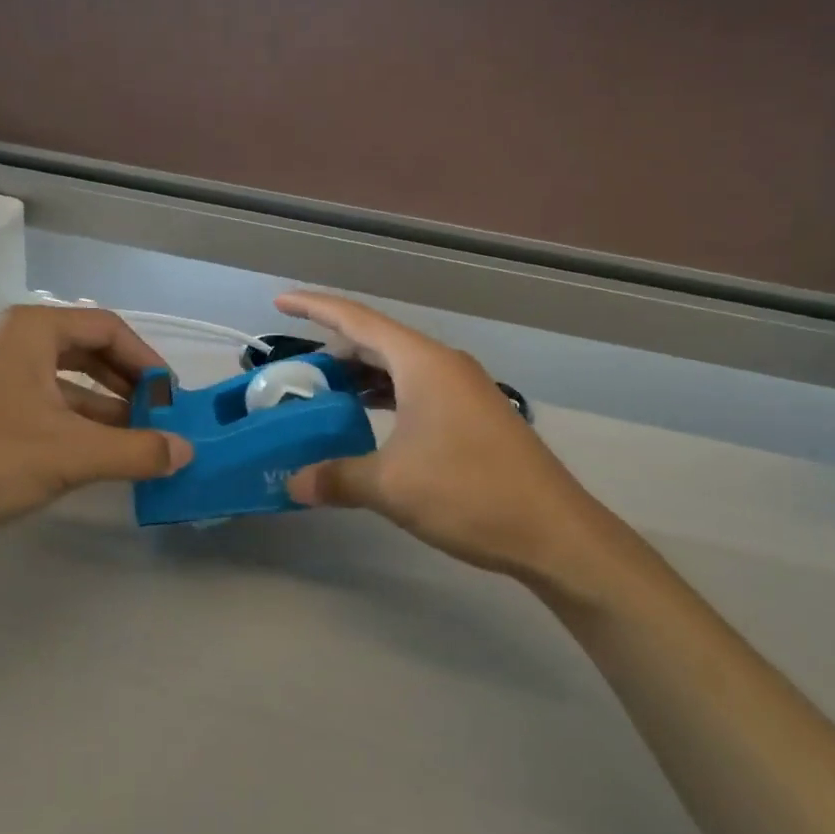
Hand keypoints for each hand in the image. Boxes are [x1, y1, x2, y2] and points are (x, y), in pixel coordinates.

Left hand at [0, 306, 190, 555]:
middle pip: (84, 349)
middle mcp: (6, 336)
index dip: (147, 361)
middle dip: (124, 385)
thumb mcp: (71, 456)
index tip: (171, 397)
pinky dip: (66, 418)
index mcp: (30, 329)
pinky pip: (33, 396)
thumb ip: (136, 450)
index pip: (107, 328)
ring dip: (98, 406)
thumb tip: (186, 451)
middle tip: (155, 418)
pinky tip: (85, 451)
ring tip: (130, 441)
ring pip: (58, 377)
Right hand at [279, 292, 619, 577]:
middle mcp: (443, 364)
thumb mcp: (392, 486)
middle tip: (294, 371)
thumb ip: (337, 477)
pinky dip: (384, 397)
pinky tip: (367, 421)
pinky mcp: (473, 413)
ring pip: (398, 368)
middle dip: (333, 350)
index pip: (357, 320)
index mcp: (422, 363)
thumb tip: (292, 483)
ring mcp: (462, 388)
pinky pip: (416, 389)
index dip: (315, 308)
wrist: (553, 531)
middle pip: (377, 341)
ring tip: (322, 396)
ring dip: (360, 377)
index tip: (280, 302)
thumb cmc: (470, 493)